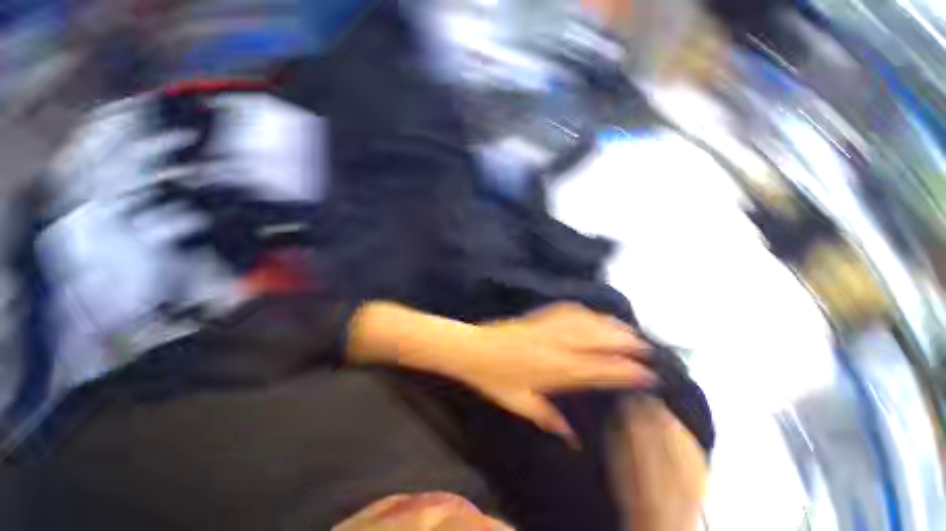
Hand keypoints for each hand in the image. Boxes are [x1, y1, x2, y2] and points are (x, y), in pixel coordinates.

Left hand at [440, 304, 654, 445]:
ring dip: (610, 325)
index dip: (626, 371)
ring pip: (586, 323)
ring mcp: (547, 327)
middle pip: (599, 341)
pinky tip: (593, 313)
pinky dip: (584, 311)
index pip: (599, 370)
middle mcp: (556, 345)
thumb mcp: (521, 404)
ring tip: (628, 329)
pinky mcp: (538, 317)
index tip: (648, 374)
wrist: (474, 350)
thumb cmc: (495, 379)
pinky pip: (566, 310)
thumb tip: (573, 439)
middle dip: (626, 343)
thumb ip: (549, 419)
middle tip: (647, 348)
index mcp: (555, 370)